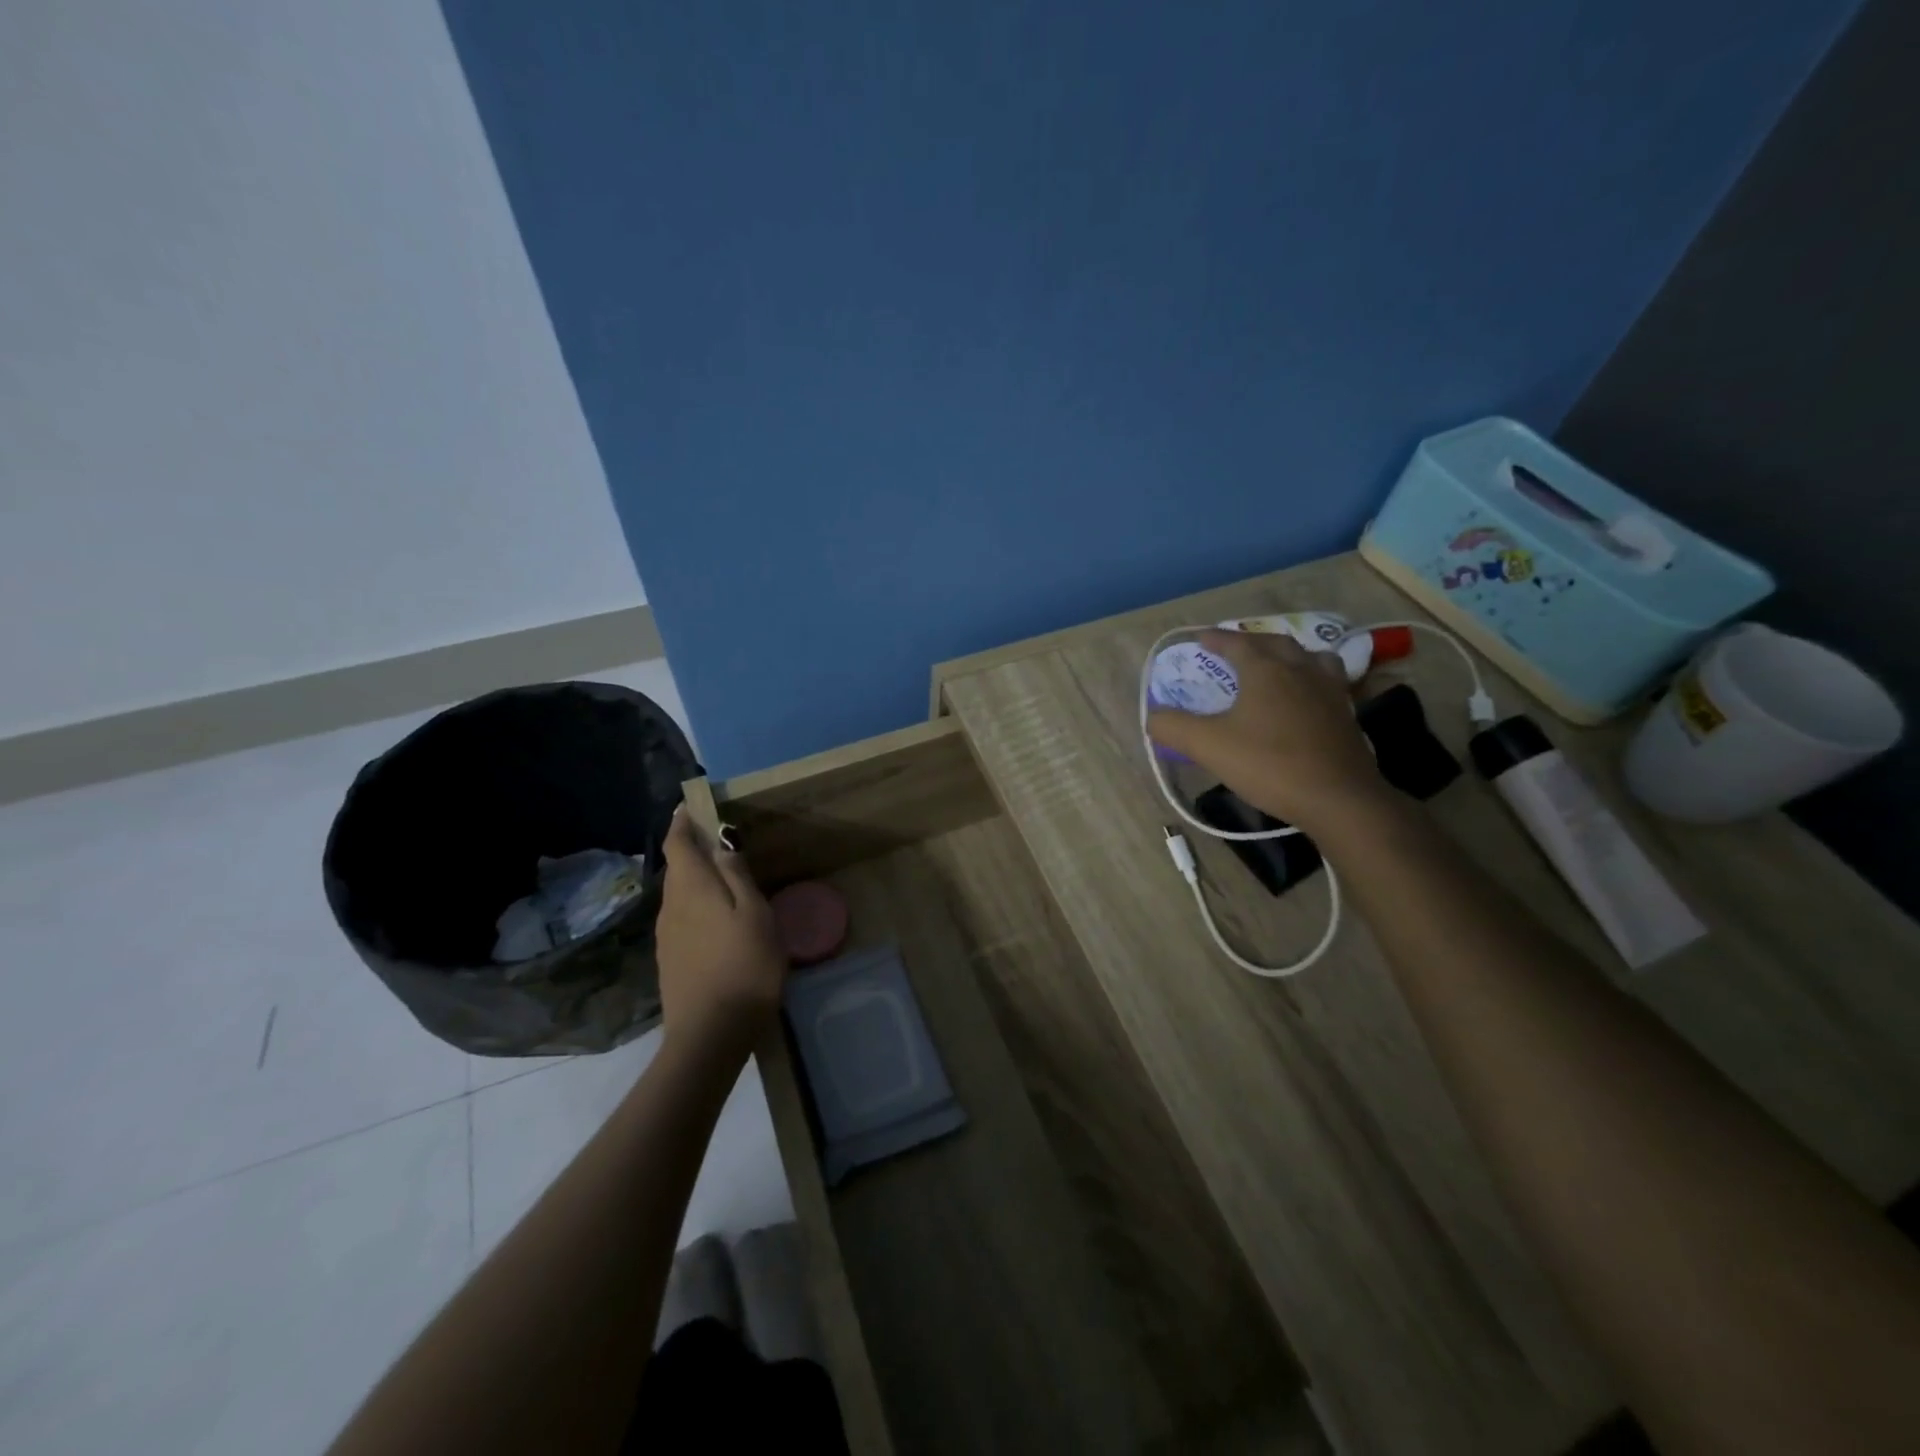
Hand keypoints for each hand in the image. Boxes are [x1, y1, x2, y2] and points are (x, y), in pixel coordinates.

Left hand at [655, 807, 786, 1048]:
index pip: (677, 842)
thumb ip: (737, 874)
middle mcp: (670, 906)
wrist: (711, 1034)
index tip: (694, 805)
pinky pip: (682, 916)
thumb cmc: (743, 966)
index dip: (683, 820)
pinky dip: (696, 904)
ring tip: (725, 876)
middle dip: (693, 847)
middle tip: (722, 839)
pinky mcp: (670, 959)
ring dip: (696, 877)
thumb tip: (721, 839)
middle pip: (677, 866)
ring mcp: (667, 935)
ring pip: (679, 893)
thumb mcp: (754, 913)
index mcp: (691, 888)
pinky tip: (718, 918)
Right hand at [1147, 629, 1387, 832]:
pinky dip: (1311, 679)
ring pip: (1310, 658)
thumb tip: (1153, 717)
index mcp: (1266, 669)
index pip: (1237, 643)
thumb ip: (1174, 727)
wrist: (1337, 798)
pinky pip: (1328, 682)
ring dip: (1289, 656)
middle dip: (1252, 642)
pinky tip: (1305, 699)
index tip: (1200, 639)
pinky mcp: (1347, 715)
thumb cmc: (1269, 764)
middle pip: (1275, 643)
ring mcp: (1330, 691)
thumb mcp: (1208, 746)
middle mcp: (1300, 670)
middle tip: (1235, 650)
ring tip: (1277, 666)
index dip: (1217, 639)